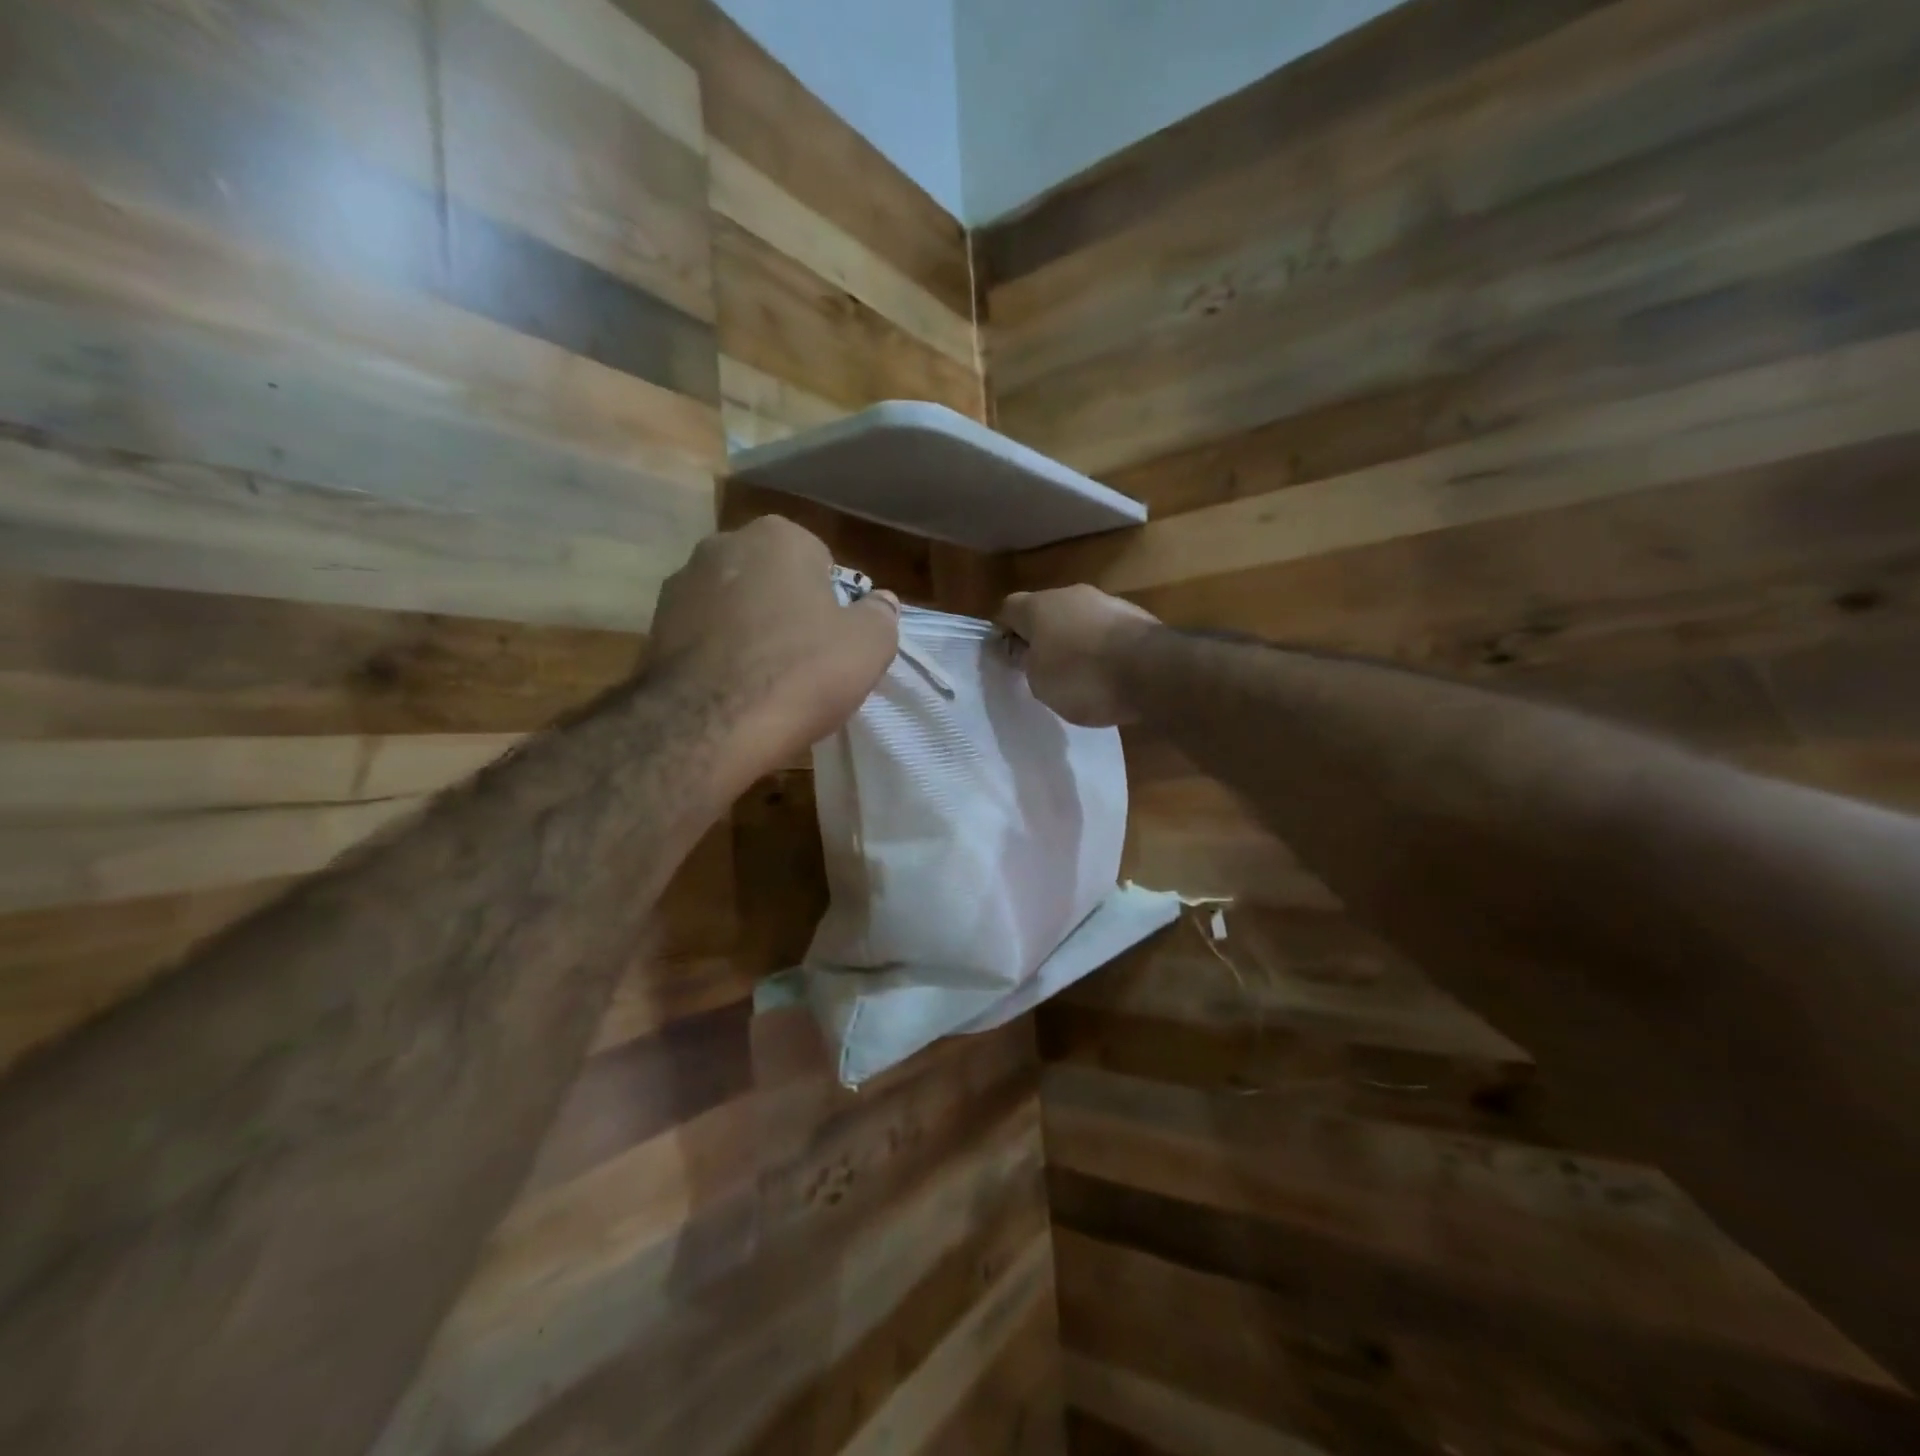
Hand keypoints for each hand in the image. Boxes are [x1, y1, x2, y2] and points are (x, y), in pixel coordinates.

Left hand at [649, 517, 898, 789]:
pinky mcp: (654, 627)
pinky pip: (705, 636)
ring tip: (766, 684)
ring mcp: (681, 584)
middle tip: (806, 663)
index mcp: (779, 537)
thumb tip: (881, 603)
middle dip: (789, 612)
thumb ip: (881, 616)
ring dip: (751, 633)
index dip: (833, 606)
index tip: (835, 643)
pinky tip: (732, 692)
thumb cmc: (799, 673)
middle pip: (774, 581)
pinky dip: (719, 655)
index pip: (821, 563)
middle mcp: (723, 544)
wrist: (707, 725)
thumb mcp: (869, 647)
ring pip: (736, 607)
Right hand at [999, 586, 1159, 726]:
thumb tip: (1027, 651)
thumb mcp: (1040, 683)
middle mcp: (1071, 594)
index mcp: (1038, 606)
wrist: (1153, 671)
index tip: (1007, 658)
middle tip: (1042, 668)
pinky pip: (1105, 631)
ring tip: (1079, 674)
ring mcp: (1107, 601)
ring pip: (1078, 619)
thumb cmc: (1083, 678)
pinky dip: (1101, 648)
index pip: (1007, 609)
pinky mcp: (1136, 616)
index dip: (1004, 633)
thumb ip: (1027, 663)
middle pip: (1046, 612)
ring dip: (1074, 640)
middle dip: (1042, 636)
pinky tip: (1107, 673)